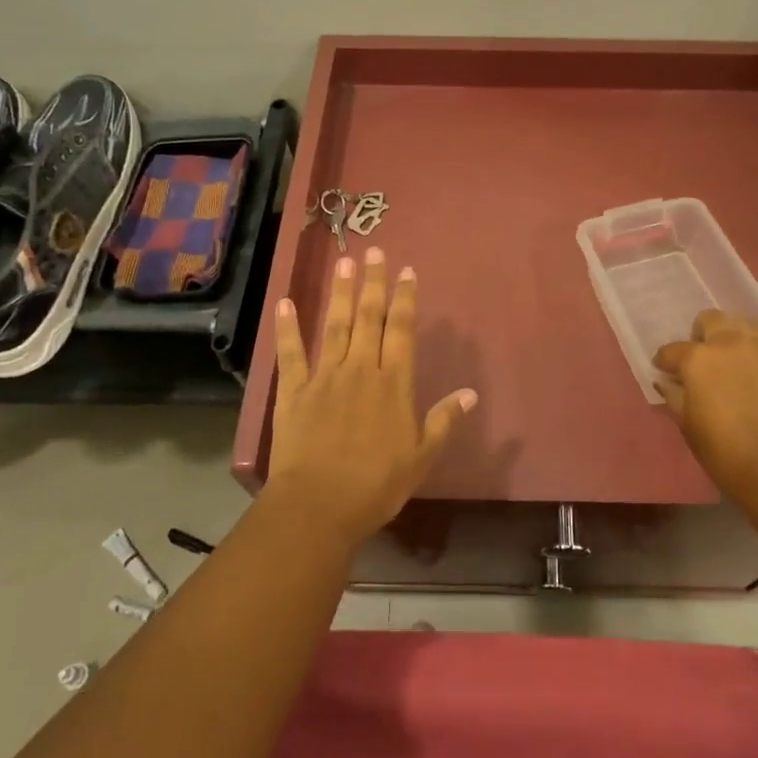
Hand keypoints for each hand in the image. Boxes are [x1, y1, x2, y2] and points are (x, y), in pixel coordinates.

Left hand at [268, 248, 477, 546]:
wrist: (319, 506)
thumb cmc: (376, 485)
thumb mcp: (421, 457)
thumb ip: (444, 420)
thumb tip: (470, 393)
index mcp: (393, 383)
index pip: (402, 330)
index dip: (405, 299)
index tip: (406, 271)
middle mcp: (361, 369)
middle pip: (369, 317)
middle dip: (373, 283)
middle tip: (374, 251)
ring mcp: (324, 377)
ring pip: (335, 326)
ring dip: (340, 292)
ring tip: (343, 262)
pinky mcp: (294, 392)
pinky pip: (291, 354)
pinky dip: (287, 328)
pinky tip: (286, 303)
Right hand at [655, 310, 757, 516]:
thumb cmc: (725, 453)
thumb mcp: (689, 426)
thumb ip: (675, 397)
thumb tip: (668, 382)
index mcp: (699, 359)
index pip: (672, 350)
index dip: (665, 361)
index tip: (665, 372)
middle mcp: (731, 345)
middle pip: (712, 320)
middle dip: (702, 335)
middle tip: (702, 360)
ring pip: (744, 327)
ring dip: (732, 339)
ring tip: (732, 365)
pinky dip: (757, 364)